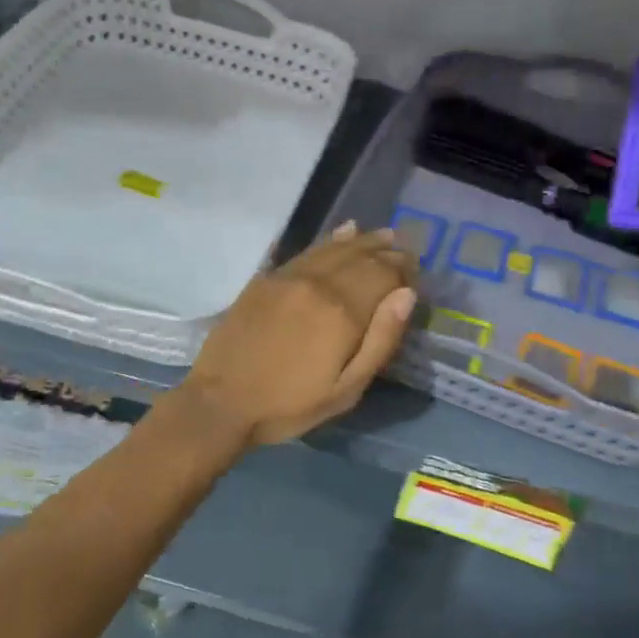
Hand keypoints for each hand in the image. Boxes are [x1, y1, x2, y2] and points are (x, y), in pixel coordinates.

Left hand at [176, 223, 417, 447]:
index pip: (385, 274)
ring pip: (335, 247)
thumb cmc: (290, 405)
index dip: (405, 270)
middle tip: (406, 250)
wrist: (221, 402)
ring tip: (383, 235)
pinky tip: (343, 232)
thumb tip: (407, 294)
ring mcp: (289, 276)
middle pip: (362, 256)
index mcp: (342, 311)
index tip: (417, 273)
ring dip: (362, 240)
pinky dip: (329, 240)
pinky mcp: (267, 278)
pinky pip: (307, 250)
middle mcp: (318, 283)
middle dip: (387, 252)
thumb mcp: (346, 390)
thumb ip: (380, 340)